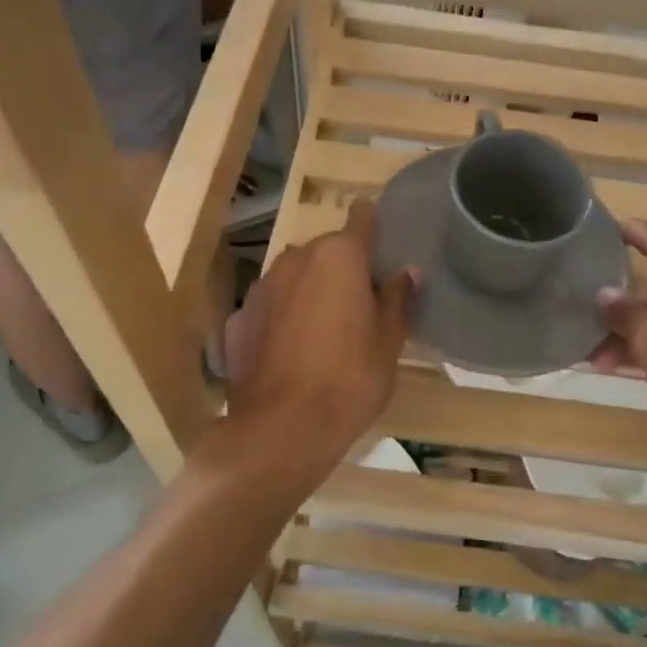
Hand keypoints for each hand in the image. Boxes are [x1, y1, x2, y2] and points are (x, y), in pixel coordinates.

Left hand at [222, 200, 415, 481]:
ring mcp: (262, 287)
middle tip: (362, 304)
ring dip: (311, 290)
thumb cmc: (350, 379)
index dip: (373, 225)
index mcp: (339, 256)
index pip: (361, 218)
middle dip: (343, 268)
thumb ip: (398, 299)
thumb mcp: (389, 341)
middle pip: (327, 250)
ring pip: (296, 276)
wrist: (281, 429)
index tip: (382, 243)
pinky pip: (271, 306)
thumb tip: (407, 272)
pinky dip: (283, 317)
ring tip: (326, 331)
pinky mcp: (239, 318)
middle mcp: (296, 258)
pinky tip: (291, 352)